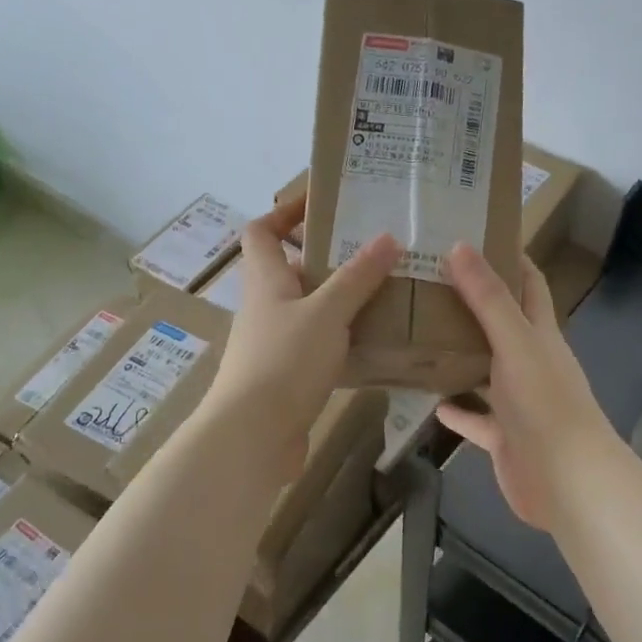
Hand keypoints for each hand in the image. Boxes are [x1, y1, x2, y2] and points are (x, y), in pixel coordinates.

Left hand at [204, 196, 397, 473]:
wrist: (253, 435)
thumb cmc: (285, 361)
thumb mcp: (326, 313)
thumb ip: (357, 277)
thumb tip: (388, 238)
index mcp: (266, 280)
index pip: (262, 231)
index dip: (285, 212)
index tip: (324, 205)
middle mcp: (266, 306)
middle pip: (294, 269)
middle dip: (332, 258)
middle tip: (377, 252)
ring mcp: (275, 343)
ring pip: (311, 309)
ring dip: (342, 300)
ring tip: (387, 293)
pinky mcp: (287, 375)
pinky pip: (318, 344)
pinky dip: (343, 338)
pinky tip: (375, 342)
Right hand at [436, 245, 614, 530]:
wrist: (566, 481)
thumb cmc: (545, 404)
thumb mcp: (516, 343)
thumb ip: (489, 299)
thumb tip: (461, 246)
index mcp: (540, 334)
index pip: (528, 284)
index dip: (508, 257)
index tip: (473, 233)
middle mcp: (530, 362)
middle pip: (501, 324)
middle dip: (471, 303)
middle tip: (428, 282)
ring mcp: (517, 401)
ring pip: (484, 370)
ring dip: (459, 355)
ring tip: (419, 334)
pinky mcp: (504, 436)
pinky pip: (475, 418)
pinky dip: (457, 410)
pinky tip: (430, 401)